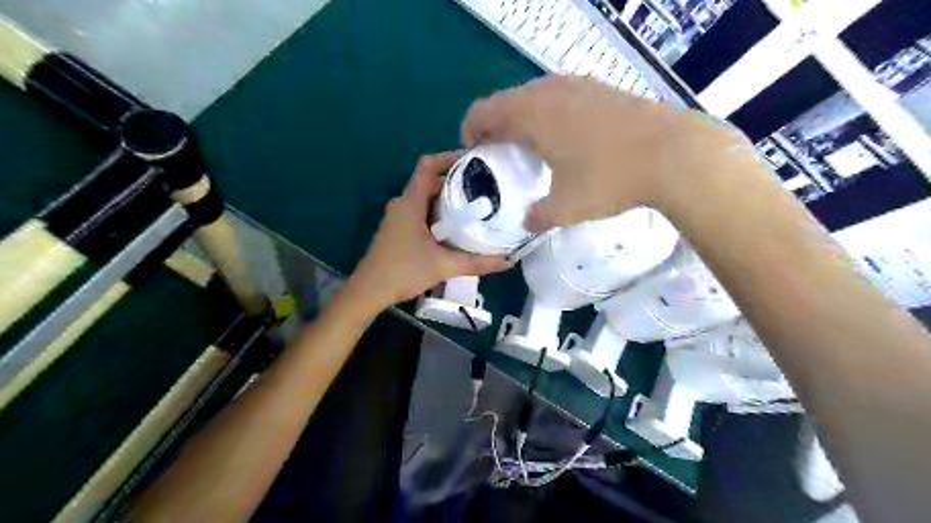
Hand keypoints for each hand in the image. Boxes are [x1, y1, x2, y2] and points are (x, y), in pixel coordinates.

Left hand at [345, 152, 511, 311]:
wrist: (369, 291)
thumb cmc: (403, 272)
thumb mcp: (444, 266)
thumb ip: (477, 263)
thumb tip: (508, 261)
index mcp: (410, 202)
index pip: (428, 165)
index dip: (449, 157)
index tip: (474, 160)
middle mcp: (402, 203)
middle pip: (430, 181)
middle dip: (456, 182)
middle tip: (483, 188)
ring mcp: (398, 216)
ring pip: (426, 197)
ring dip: (447, 199)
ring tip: (474, 206)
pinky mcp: (398, 228)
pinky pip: (420, 210)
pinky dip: (438, 212)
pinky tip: (455, 227)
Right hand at [461, 73, 750, 229]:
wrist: (673, 153)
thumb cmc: (609, 179)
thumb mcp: (566, 207)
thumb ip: (539, 216)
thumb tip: (528, 223)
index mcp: (531, 115)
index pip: (484, 111)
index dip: (471, 129)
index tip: (473, 150)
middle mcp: (550, 92)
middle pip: (507, 100)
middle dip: (496, 125)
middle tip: (499, 151)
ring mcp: (579, 86)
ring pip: (536, 96)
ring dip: (523, 118)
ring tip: (530, 145)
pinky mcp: (602, 89)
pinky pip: (561, 96)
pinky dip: (550, 113)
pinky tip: (566, 138)